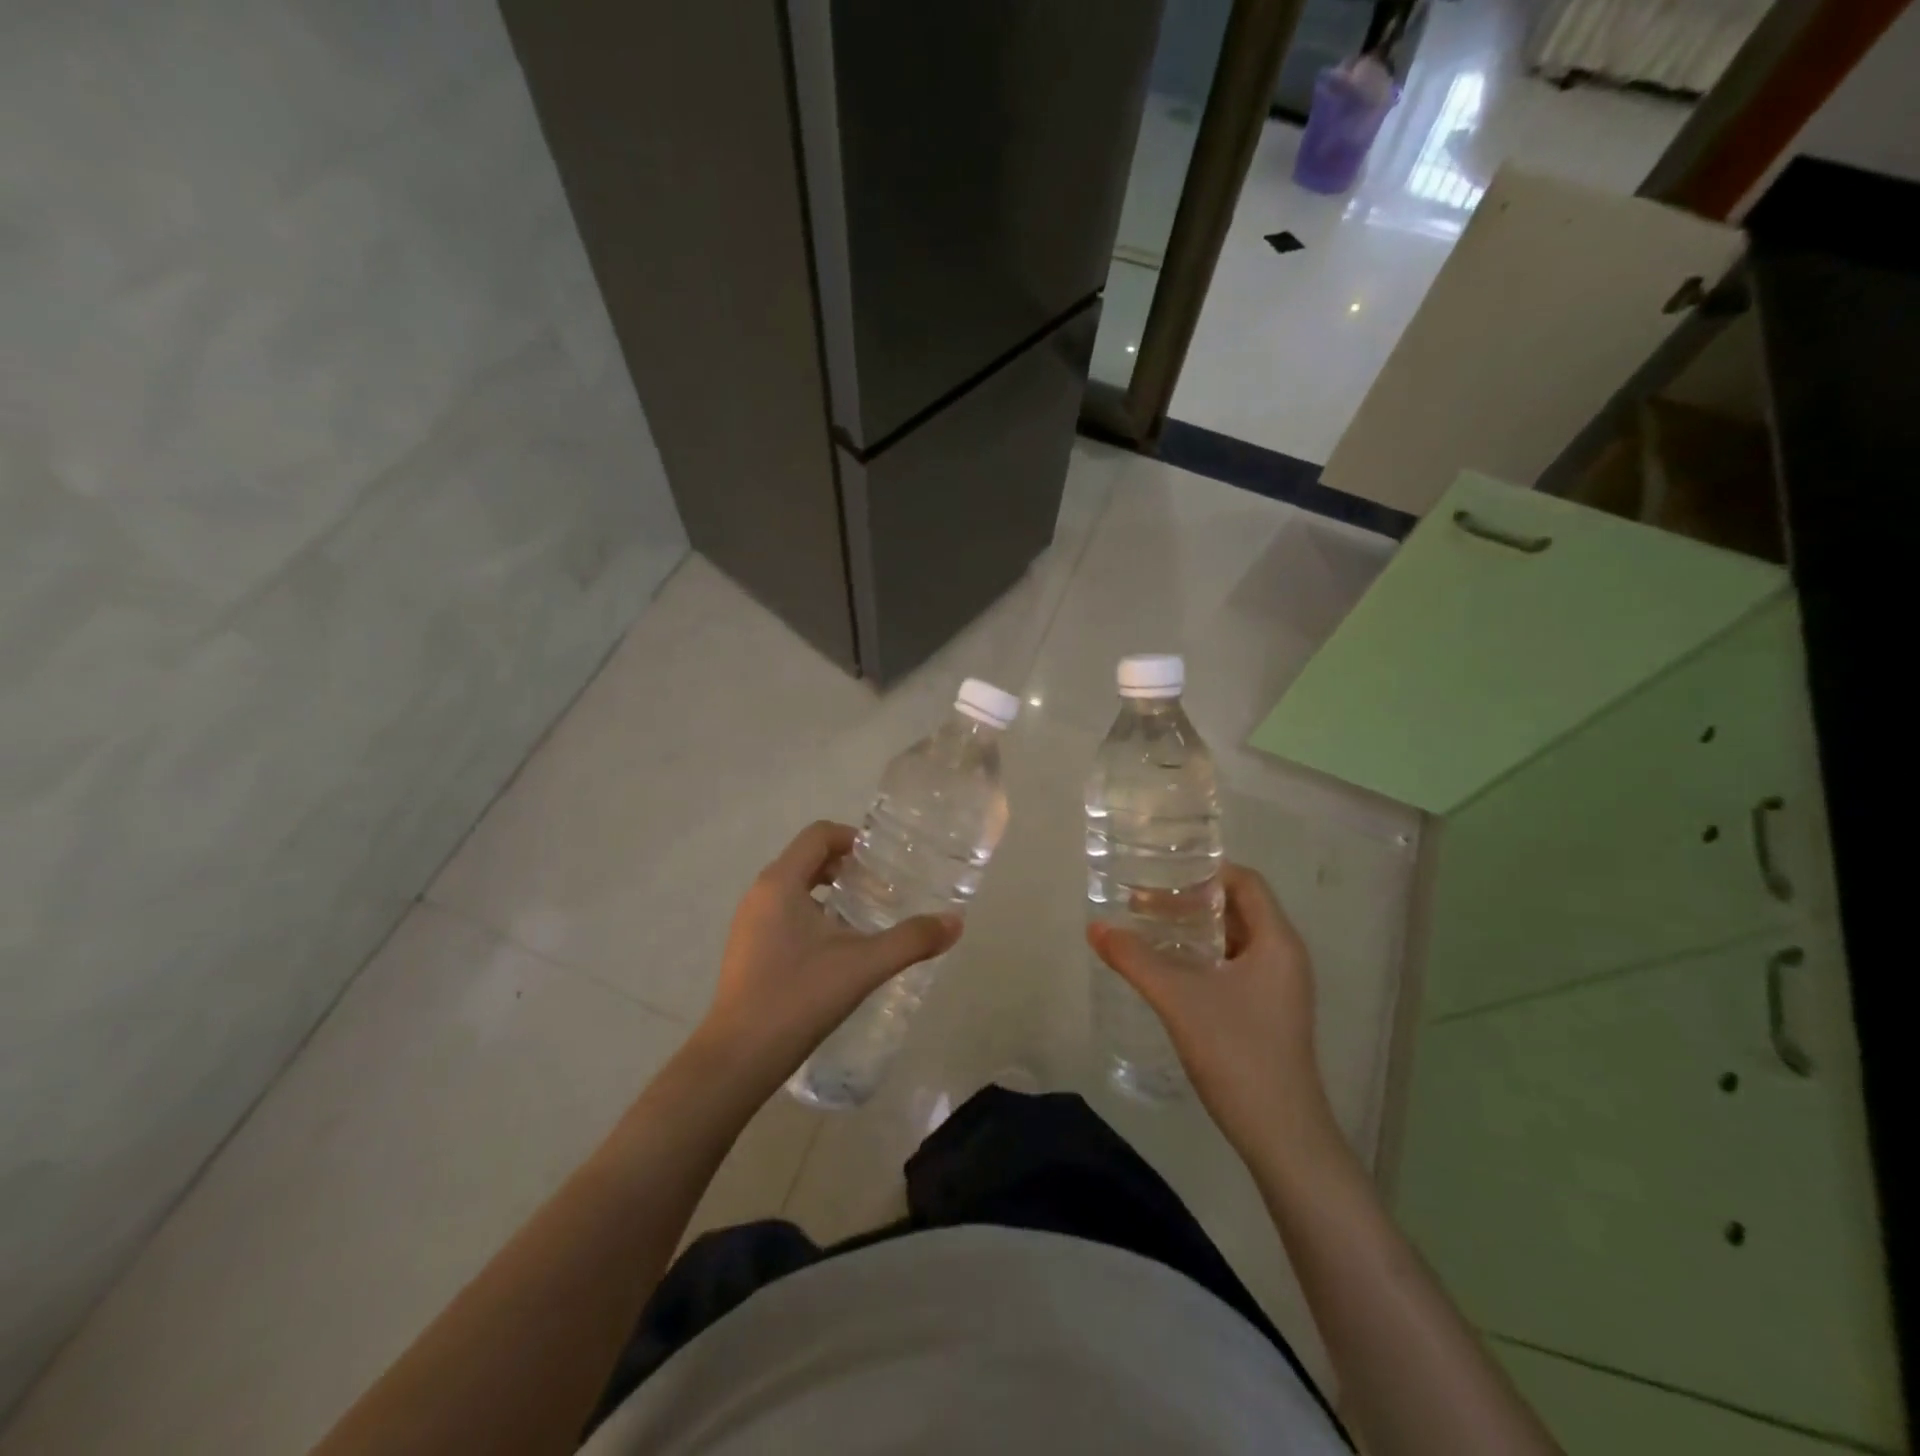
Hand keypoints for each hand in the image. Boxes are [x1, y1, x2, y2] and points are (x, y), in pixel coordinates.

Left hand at [698, 821, 962, 1086]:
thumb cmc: (799, 997)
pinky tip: (837, 951)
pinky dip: (813, 915)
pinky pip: (784, 913)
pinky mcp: (747, 949)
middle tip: (880, 889)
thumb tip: (955, 922)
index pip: (818, 835)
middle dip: (845, 867)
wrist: (738, 1058)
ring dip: (830, 892)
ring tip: (863, 918)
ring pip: (794, 888)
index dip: (853, 839)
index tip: (883, 862)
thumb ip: (912, 940)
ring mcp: (749, 923)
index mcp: (781, 883)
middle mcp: (760, 894)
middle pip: (807, 859)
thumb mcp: (864, 966)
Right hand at [1088, 863, 1338, 1166]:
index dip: (1204, 871)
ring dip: (1192, 931)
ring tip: (1148, 931)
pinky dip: (1200, 959)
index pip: (1245, 882)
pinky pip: (1232, 968)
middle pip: (1237, 909)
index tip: (1160, 874)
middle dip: (1189, 902)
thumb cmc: (1238, 1053)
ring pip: (1232, 941)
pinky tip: (1167, 972)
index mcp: (1276, 941)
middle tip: (1142, 903)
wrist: (1282, 1136)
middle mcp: (1283, 957)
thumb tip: (1095, 928)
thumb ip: (1135, 959)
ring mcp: (1279, 989)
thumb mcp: (1179, 999)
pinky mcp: (1268, 1014)